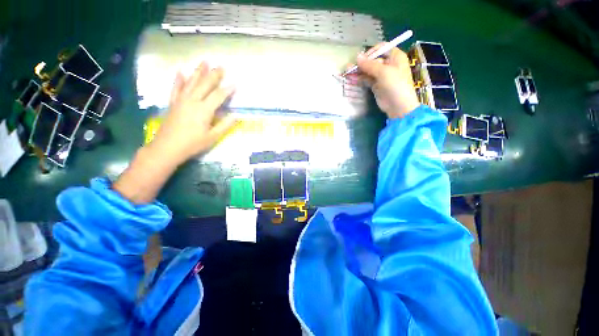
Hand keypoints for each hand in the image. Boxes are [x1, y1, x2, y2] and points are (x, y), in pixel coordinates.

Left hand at [149, 62, 236, 164]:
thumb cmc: (193, 144)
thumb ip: (225, 125)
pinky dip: (179, 79)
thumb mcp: (213, 137)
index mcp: (204, 110)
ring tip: (204, 61)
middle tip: (221, 66)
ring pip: (191, 82)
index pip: (218, 96)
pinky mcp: (173, 103)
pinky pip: (176, 87)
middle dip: (214, 75)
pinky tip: (181, 71)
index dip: (227, 90)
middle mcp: (192, 101)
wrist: (167, 147)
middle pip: (205, 84)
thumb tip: (236, 116)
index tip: (235, 83)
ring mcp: (181, 100)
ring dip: (199, 71)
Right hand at [354, 44, 419, 117]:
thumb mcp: (383, 72)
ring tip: (348, 72)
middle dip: (362, 63)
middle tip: (350, 67)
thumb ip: (369, 64)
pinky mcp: (376, 85)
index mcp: (395, 57)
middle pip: (373, 60)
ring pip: (369, 70)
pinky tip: (352, 79)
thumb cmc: (395, 85)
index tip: (361, 59)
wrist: (398, 106)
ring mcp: (382, 76)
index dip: (371, 52)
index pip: (381, 48)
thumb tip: (357, 56)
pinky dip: (360, 79)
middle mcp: (389, 64)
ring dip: (359, 71)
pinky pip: (367, 79)